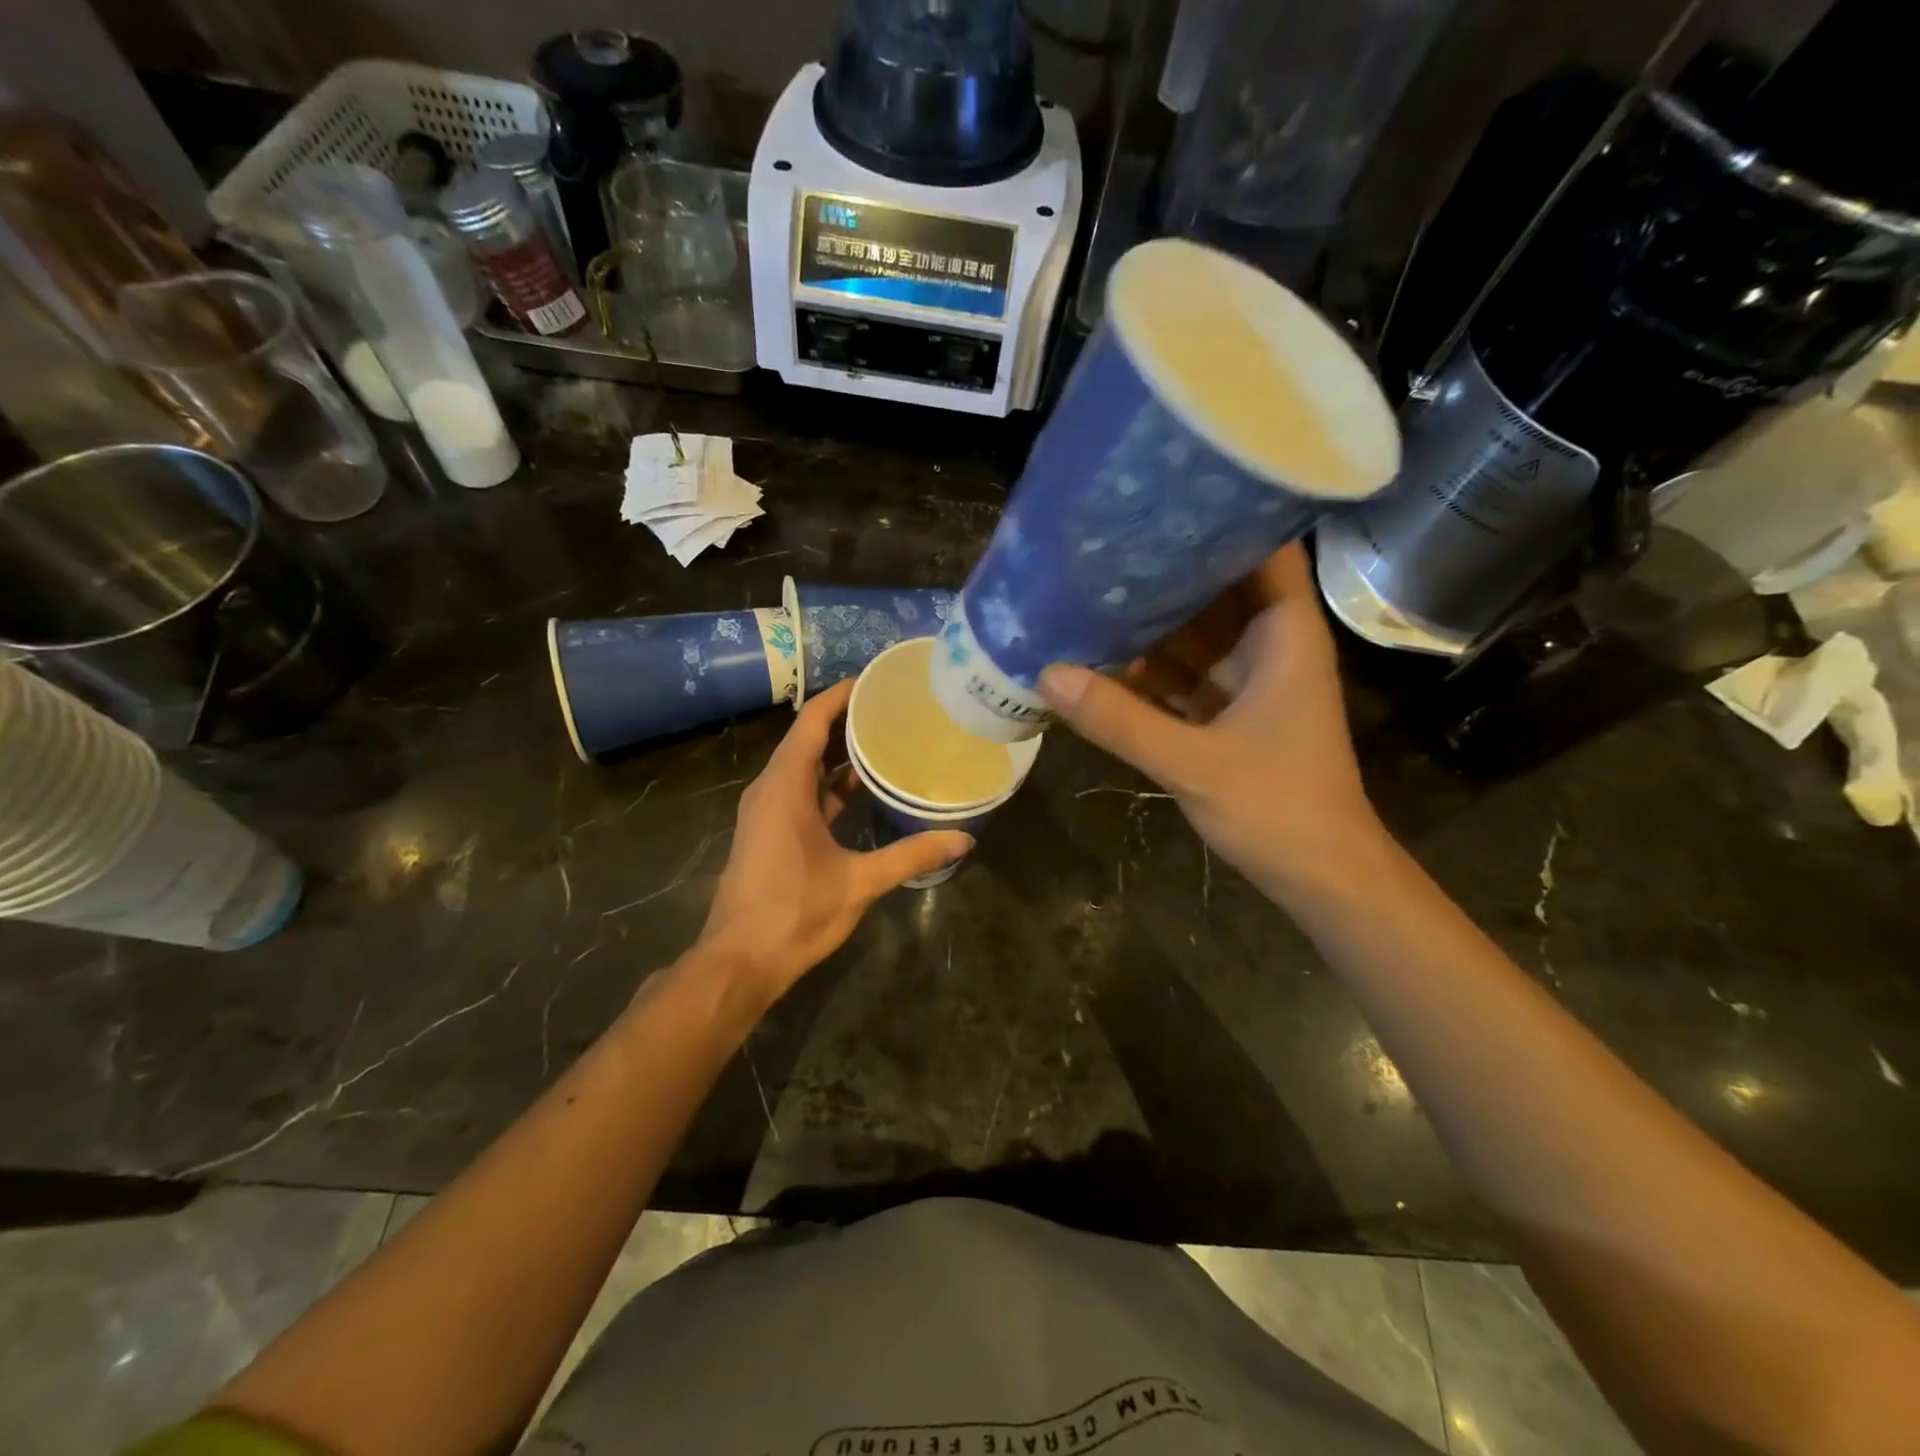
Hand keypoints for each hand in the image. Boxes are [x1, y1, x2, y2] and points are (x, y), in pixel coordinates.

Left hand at [698, 679, 971, 1002]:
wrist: (738, 962)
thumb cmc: (793, 913)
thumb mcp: (859, 882)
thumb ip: (911, 856)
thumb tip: (963, 838)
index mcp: (784, 787)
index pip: (811, 721)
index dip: (841, 695)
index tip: (877, 680)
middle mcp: (770, 789)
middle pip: (807, 738)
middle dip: (847, 719)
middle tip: (894, 708)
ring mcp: (767, 811)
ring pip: (804, 766)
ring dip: (839, 752)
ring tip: (885, 738)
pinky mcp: (770, 832)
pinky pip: (801, 790)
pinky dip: (830, 782)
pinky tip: (863, 787)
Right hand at [1039, 544, 1388, 904]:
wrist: (1320, 876)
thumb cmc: (1278, 808)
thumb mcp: (1193, 763)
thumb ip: (1121, 721)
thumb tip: (1047, 675)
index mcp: (1284, 634)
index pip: (1262, 548)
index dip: (1219, 514)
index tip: (1160, 494)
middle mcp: (1268, 644)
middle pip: (1216, 586)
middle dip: (1163, 566)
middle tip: (1100, 539)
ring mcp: (1247, 679)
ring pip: (1194, 632)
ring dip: (1149, 618)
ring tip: (1087, 587)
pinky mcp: (1227, 712)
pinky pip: (1182, 674)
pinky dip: (1147, 667)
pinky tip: (1100, 654)